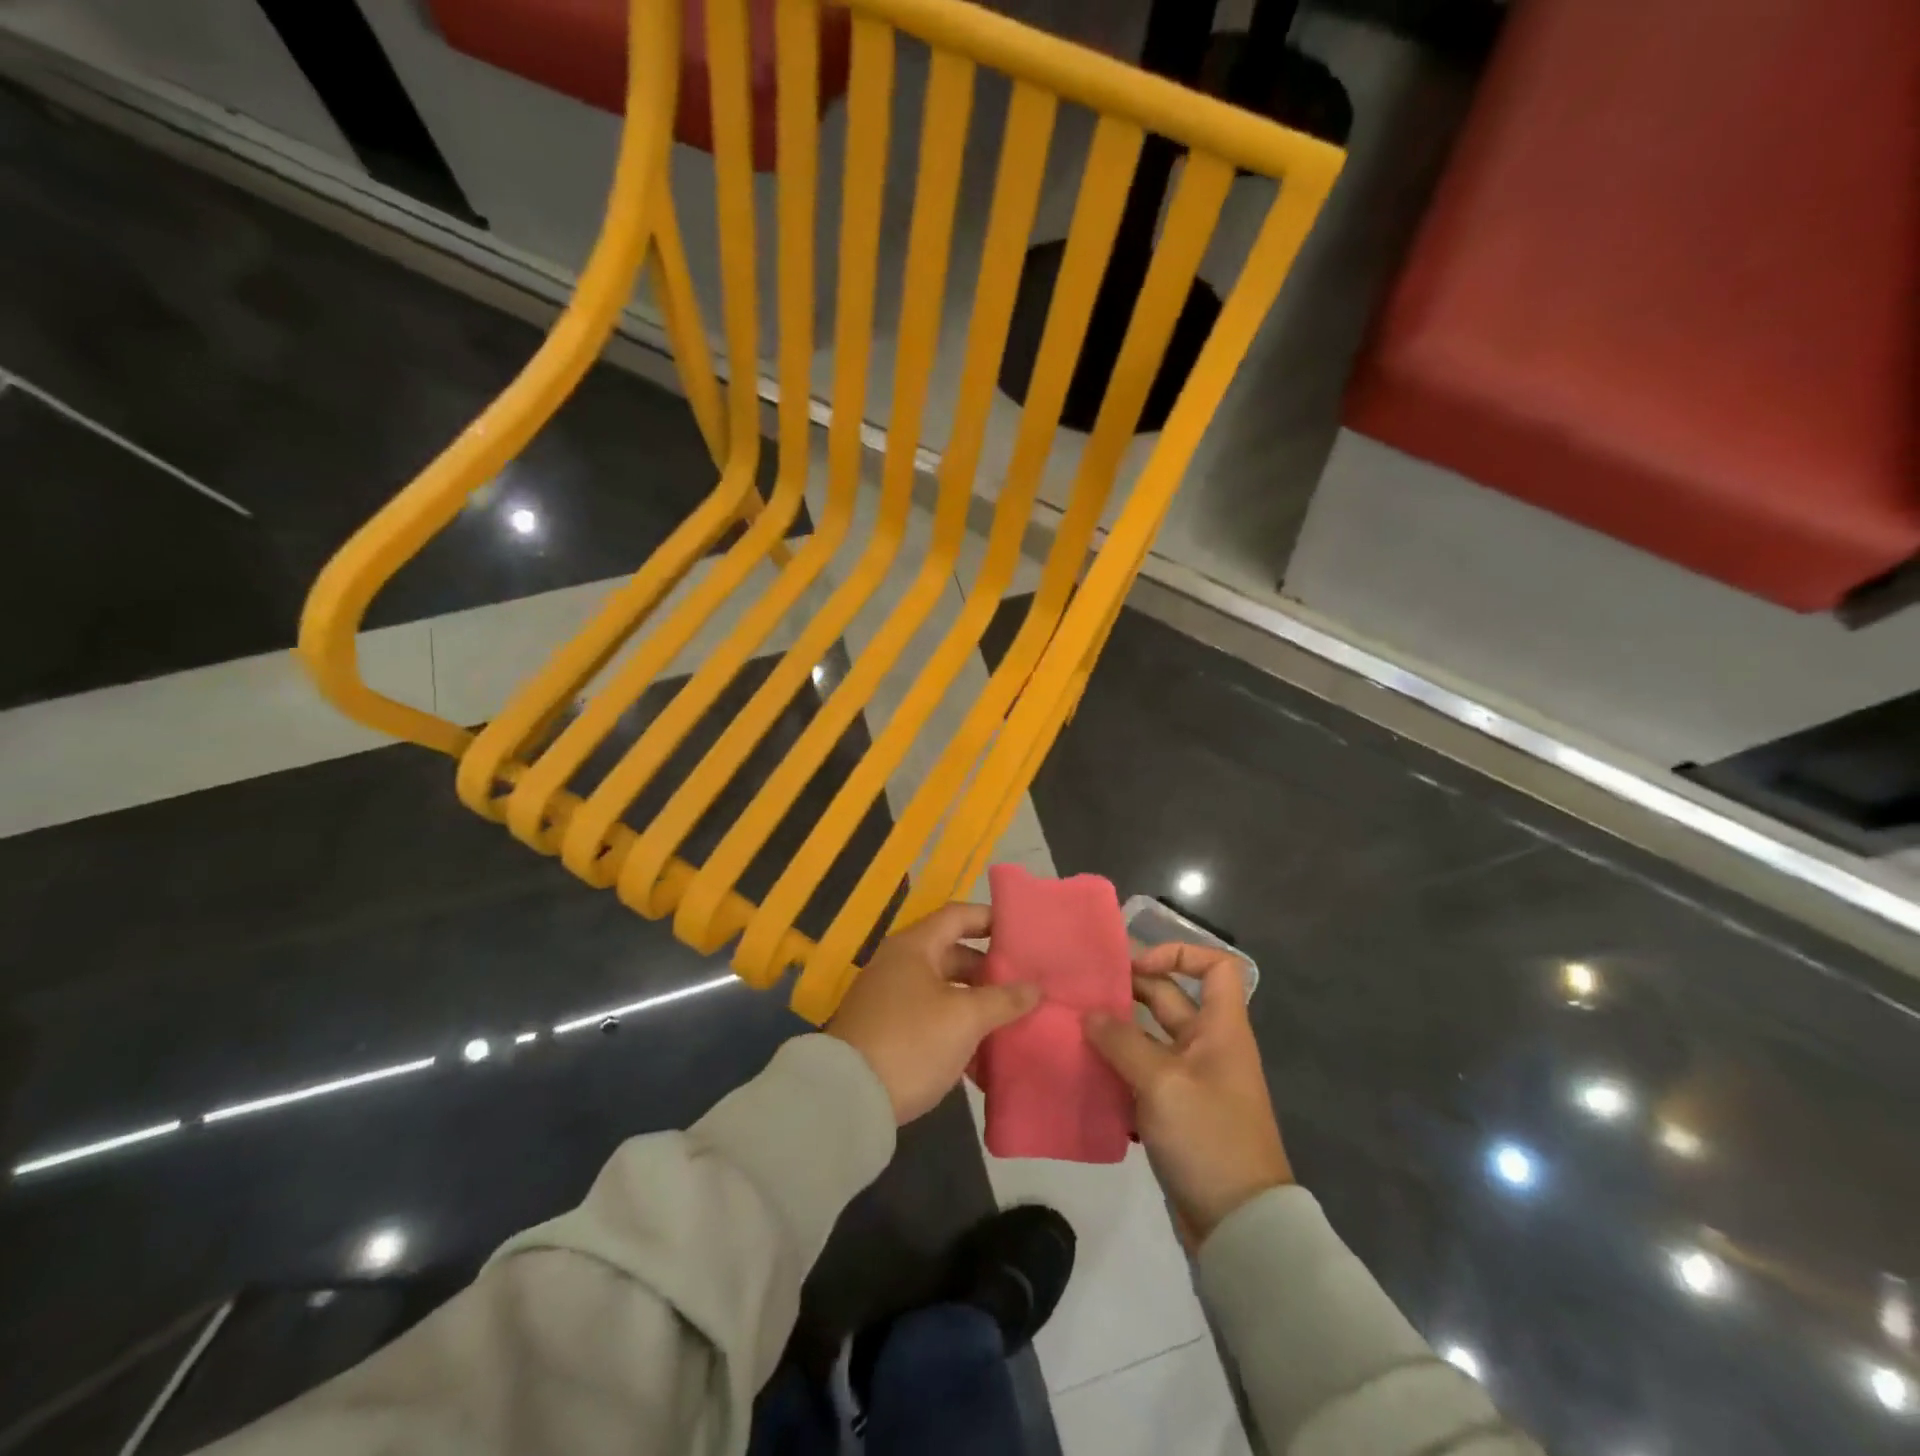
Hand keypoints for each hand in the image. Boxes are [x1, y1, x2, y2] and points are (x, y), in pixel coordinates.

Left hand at [828, 902, 1040, 1124]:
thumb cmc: (912, 1042)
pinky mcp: (887, 1032)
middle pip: (952, 954)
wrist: (848, 1098)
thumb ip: (1004, 999)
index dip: (991, 919)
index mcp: (914, 946)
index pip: (959, 915)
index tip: (1024, 933)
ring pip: (943, 990)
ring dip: (975, 1003)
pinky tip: (982, 1055)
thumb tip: (1034, 987)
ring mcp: (890, 999)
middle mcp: (899, 964)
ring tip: (1012, 1020)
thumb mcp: (965, 1018)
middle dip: (989, 970)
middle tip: (1025, 984)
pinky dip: (956, 1028)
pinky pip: (931, 1017)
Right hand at [1084, 943, 1291, 1242]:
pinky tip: (1086, 1071)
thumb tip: (1089, 1015)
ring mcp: (1191, 1080)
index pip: (1215, 967)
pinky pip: (1143, 1074)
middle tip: (1084, 990)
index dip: (1179, 953)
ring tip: (1075, 1027)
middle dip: (1130, 990)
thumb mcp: (1162, 1083)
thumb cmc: (1209, 1137)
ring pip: (1150, 1038)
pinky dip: (1118, 1068)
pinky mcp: (1176, 1111)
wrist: (1239, 1225)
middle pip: (1170, 999)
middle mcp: (1208, 1046)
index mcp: (1220, 1029)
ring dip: (1117, 1031)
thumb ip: (1122, 1043)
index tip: (1136, 966)